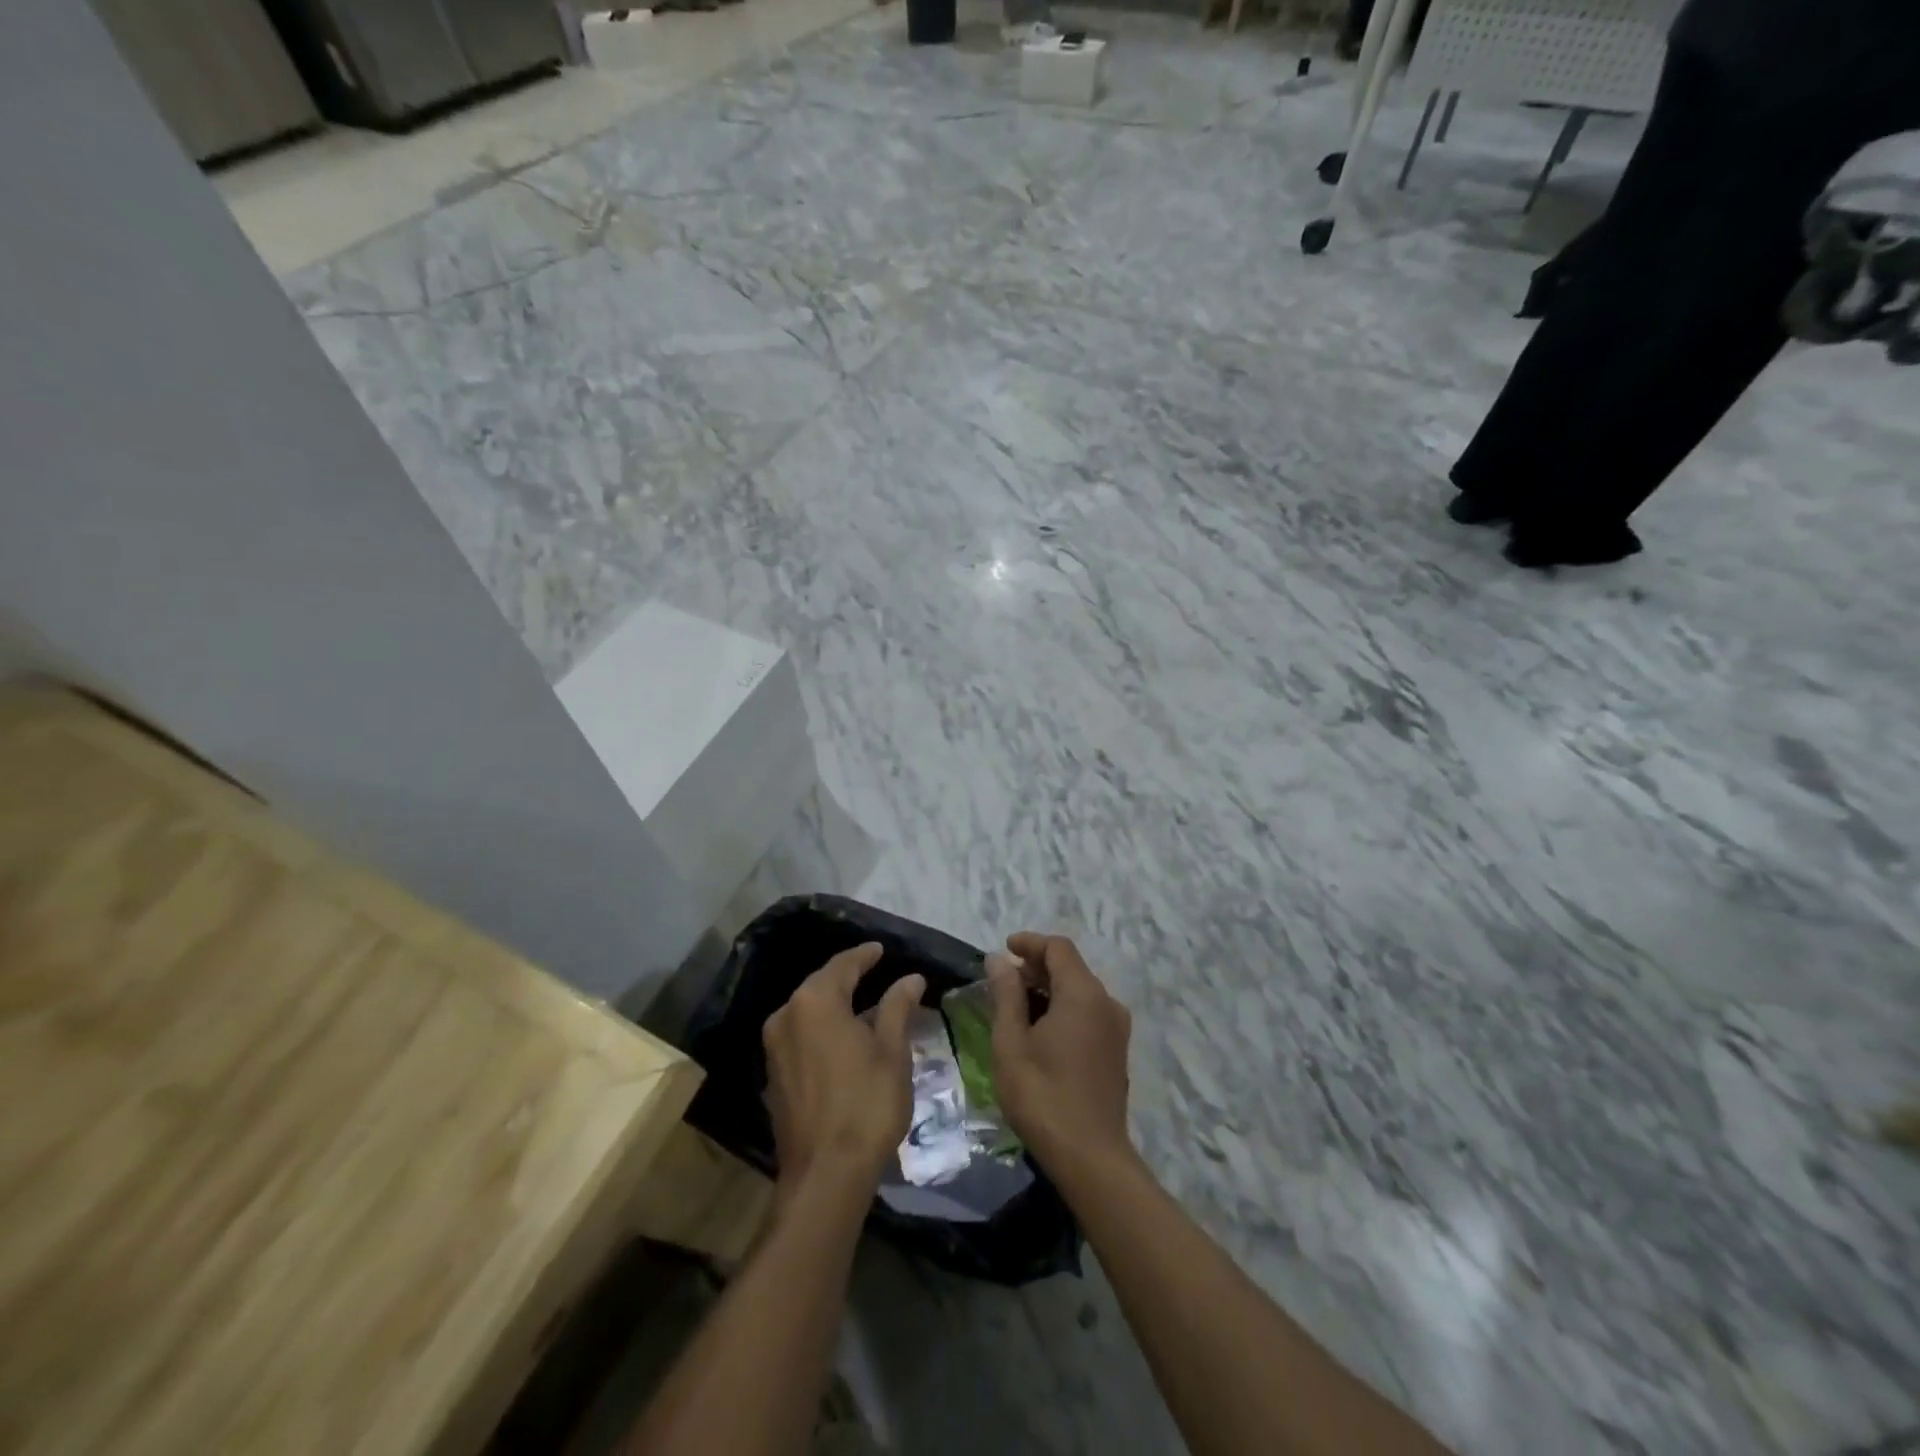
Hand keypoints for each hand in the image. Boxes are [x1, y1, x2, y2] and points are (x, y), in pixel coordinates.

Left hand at [763, 943, 925, 1192]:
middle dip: (848, 977)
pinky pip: (801, 1035)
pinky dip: (823, 1029)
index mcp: (815, 1001)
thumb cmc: (866, 1104)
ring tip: (865, 1004)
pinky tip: (844, 1037)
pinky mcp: (774, 1074)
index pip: (843, 965)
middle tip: (874, 971)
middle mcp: (787, 1015)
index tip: (881, 949)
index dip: (865, 955)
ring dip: (835, 1004)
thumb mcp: (892, 1051)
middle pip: (821, 985)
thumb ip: (898, 1007)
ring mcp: (775, 1047)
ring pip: (809, 1011)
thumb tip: (910, 978)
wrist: (825, 1175)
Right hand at [988, 932, 1134, 1176]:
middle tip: (1003, 982)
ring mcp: (1116, 1028)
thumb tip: (999, 960)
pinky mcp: (1117, 1051)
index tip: (1003, 949)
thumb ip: (1006, 995)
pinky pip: (1089, 1012)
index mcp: (1083, 994)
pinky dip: (1064, 1008)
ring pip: (1080, 991)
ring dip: (1049, 989)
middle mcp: (1106, 1002)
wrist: (1090, 1158)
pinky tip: (1041, 1031)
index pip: (1058, 948)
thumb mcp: (1011, 1042)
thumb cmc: (1042, 1095)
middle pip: (1071, 967)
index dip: (1030, 942)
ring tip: (1017, 1007)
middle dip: (1036, 967)